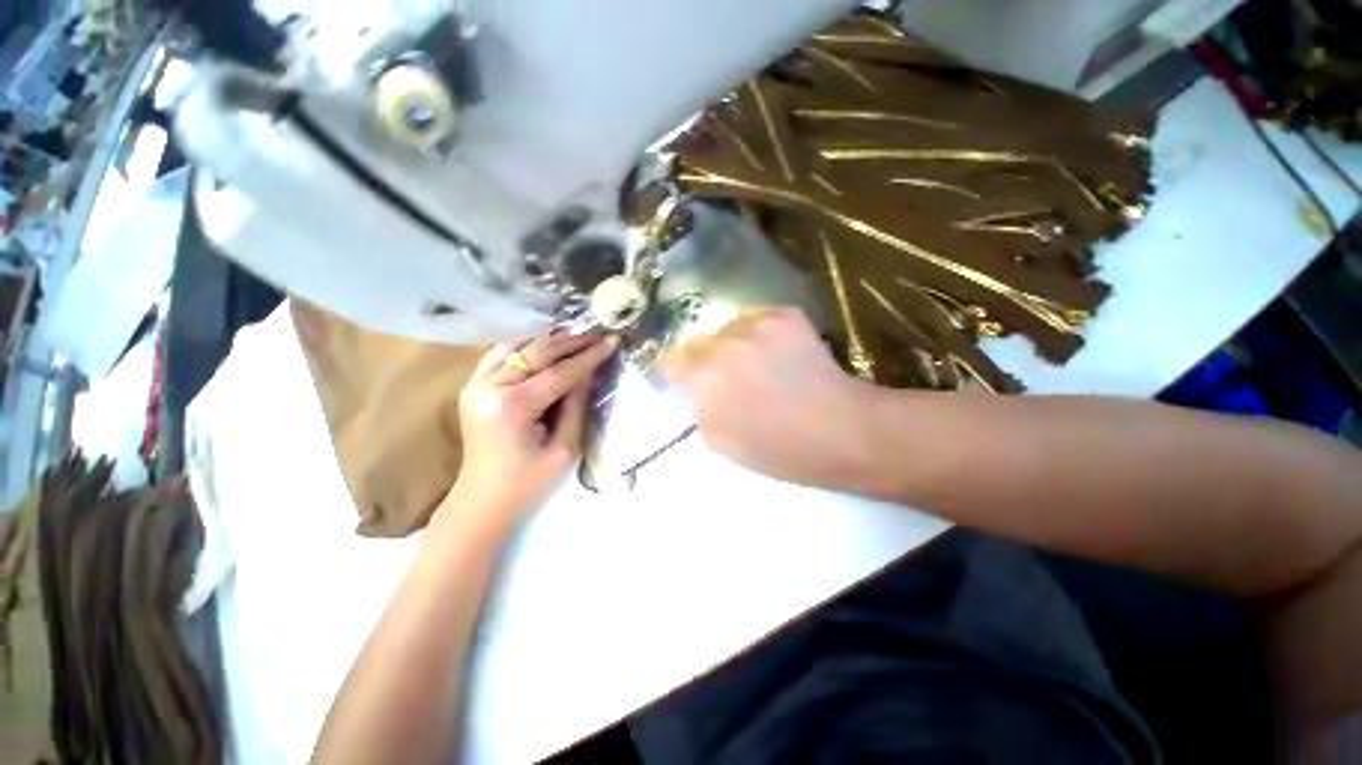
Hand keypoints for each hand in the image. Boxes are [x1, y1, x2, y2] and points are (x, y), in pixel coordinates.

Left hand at [443, 332, 616, 526]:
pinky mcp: (472, 387)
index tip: (612, 341)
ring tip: (576, 338)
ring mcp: (475, 384)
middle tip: (598, 334)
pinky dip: (524, 346)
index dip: (589, 357)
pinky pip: (499, 354)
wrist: (483, 501)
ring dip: (549, 341)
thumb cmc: (529, 483)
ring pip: (517, 347)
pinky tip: (543, 347)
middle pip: (538, 353)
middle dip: (572, 342)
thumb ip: (577, 405)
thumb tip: (588, 371)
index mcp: (513, 406)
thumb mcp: (565, 448)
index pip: (560, 373)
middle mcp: (489, 387)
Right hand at [660, 307, 876, 491]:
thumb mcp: (718, 442)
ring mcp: (756, 324)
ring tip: (758, 364)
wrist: (840, 430)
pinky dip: (760, 333)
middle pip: (698, 342)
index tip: (689, 383)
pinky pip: (757, 318)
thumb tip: (698, 390)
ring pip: (728, 328)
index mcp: (703, 377)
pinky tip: (778, 353)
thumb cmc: (777, 448)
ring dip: (733, 344)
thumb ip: (699, 408)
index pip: (671, 361)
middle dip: (705, 359)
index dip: (679, 373)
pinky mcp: (785, 315)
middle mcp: (723, 343)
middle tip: (728, 377)